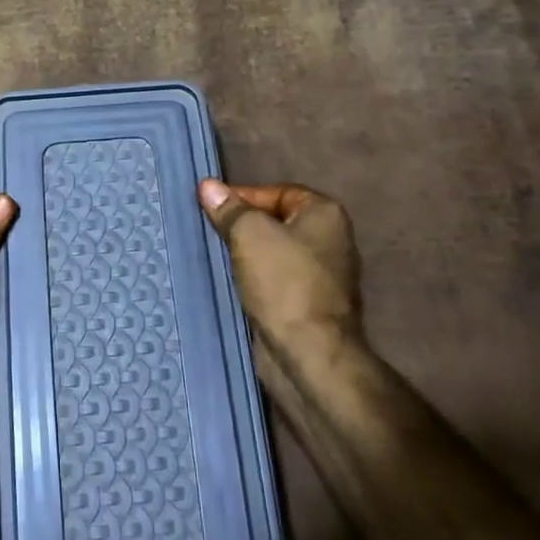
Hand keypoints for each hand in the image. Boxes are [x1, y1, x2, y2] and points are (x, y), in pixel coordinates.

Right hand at [198, 180, 363, 365]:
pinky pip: (276, 280)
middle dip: (243, 226)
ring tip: (215, 254)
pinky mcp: (310, 305)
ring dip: (246, 255)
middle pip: (276, 221)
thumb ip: (229, 208)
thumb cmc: (283, 281)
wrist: (309, 353)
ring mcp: (323, 276)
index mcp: (326, 214)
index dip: (243, 196)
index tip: (212, 208)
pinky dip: (255, 279)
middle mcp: (331, 240)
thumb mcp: (249, 233)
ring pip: (274, 253)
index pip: (278, 192)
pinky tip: (231, 282)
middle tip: (210, 229)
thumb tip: (208, 185)